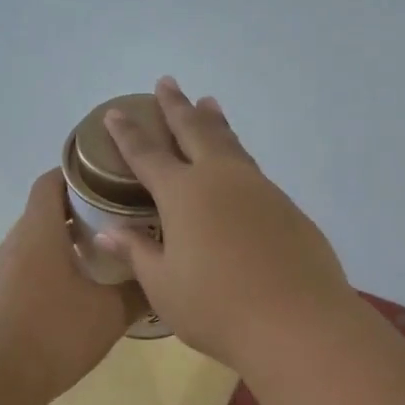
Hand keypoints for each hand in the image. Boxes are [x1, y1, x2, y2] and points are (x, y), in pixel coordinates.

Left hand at [0, 170, 134, 404]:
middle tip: (125, 215)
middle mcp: (16, 242)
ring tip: (110, 250)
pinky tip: (83, 288)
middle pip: (49, 208)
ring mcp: (4, 271)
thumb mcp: (110, 313)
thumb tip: (163, 276)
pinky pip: (32, 265)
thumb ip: (139, 290)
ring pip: (40, 240)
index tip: (114, 176)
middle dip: (85, 207)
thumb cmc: (53, 335)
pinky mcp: (0, 296)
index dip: (81, 171)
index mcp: (39, 231)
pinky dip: (57, 264)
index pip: (53, 179)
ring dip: (70, 239)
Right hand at [98, 78, 352, 371]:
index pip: (147, 154)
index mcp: (183, 194)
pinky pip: (253, 170)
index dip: (128, 133)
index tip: (116, 112)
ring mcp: (259, 189)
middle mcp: (221, 179)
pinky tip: (238, 167)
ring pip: (231, 144)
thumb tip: (107, 231)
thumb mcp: (163, 285)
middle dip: (177, 106)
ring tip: (208, 102)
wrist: (297, 321)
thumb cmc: (216, 307)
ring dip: (215, 122)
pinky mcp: (287, 207)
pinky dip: (238, 156)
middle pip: (194, 131)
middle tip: (167, 82)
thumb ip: (137, 252)